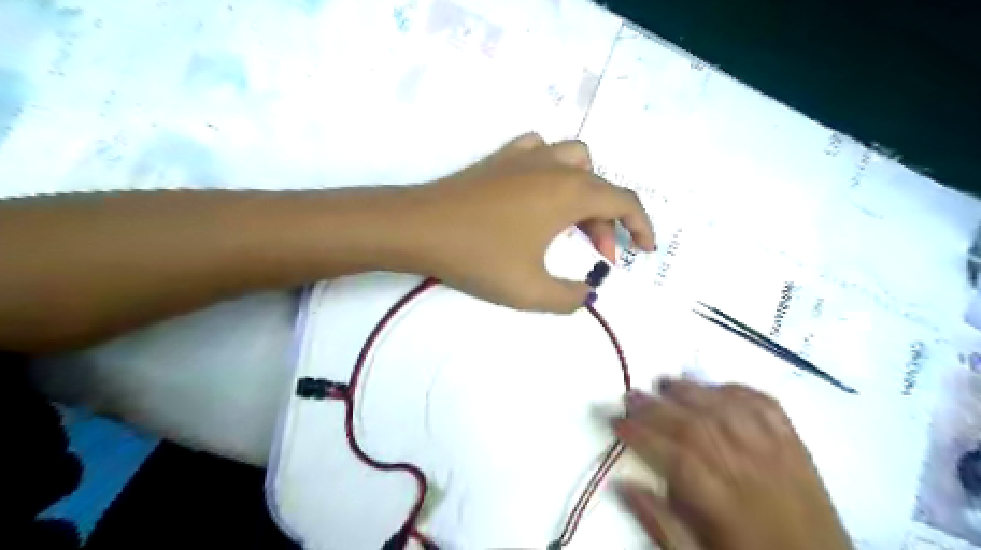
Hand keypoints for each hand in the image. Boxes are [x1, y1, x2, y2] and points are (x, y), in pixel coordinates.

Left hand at [402, 133, 653, 312]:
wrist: (419, 228)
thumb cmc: (478, 257)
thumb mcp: (530, 290)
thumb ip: (568, 297)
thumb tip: (584, 294)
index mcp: (569, 193)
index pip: (624, 201)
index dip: (642, 226)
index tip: (645, 250)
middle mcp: (554, 167)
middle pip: (599, 186)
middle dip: (608, 222)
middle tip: (599, 255)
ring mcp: (525, 157)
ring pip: (574, 161)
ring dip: (585, 190)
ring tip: (573, 221)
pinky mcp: (500, 159)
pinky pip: (540, 151)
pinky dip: (552, 168)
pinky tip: (540, 191)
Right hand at [615, 379, 856, 549]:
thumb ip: (662, 526)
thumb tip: (623, 484)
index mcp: (729, 507)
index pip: (677, 459)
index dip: (642, 436)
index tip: (615, 422)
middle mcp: (754, 472)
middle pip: (699, 427)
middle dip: (658, 408)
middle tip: (630, 395)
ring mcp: (779, 454)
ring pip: (729, 410)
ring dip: (693, 391)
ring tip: (665, 382)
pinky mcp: (798, 446)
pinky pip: (767, 407)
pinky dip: (738, 389)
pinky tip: (715, 386)